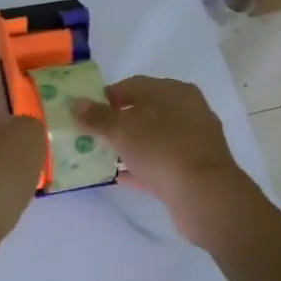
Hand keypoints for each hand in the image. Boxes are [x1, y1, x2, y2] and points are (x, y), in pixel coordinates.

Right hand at [72, 76, 256, 244]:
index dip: (106, 97)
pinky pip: (161, 161)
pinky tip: (120, 176)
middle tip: (92, 134)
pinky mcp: (195, 167)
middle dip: (117, 122)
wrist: (204, 196)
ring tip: (103, 155)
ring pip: (153, 137)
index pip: (133, 85)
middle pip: (144, 111)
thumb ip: (96, 117)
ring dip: (129, 145)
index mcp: (174, 92)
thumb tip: (75, 103)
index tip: (86, 113)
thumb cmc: (162, 151)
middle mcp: (188, 110)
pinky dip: (141, 165)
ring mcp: (194, 140)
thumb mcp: (122, 131)